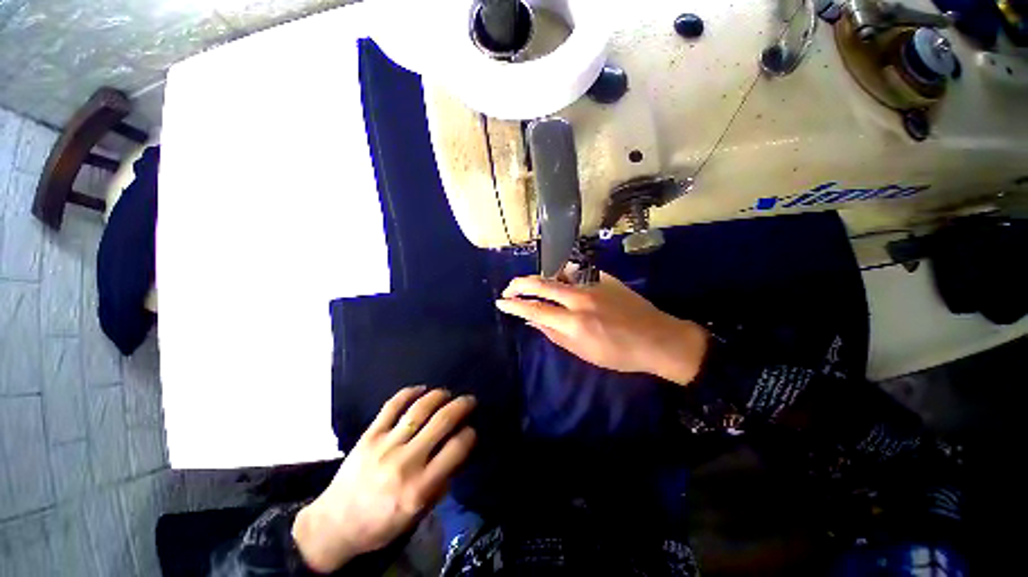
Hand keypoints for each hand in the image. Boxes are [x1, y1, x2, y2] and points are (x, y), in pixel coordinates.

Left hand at [293, 387, 476, 572]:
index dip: (470, 434)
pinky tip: (421, 389)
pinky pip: (392, 406)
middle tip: (469, 400)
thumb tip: (459, 452)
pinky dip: (408, 393)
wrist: (334, 525)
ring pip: (420, 409)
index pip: (456, 449)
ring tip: (447, 393)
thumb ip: (441, 484)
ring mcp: (386, 445)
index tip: (471, 429)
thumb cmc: (381, 525)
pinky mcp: (369, 435)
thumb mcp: (417, 515)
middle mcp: (406, 462)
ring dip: (439, 396)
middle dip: (461, 406)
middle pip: (442, 422)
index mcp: (420, 487)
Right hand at [496, 271, 708, 384]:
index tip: (501, 302)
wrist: (657, 338)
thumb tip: (533, 321)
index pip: (534, 310)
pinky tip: (562, 281)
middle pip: (540, 284)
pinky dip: (563, 275)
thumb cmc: (619, 354)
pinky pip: (576, 271)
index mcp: (574, 323)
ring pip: (557, 273)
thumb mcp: (582, 352)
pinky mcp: (605, 277)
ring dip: (541, 279)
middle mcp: (580, 299)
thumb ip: (554, 334)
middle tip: (509, 288)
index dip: (514, 305)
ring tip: (535, 286)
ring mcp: (593, 284)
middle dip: (519, 284)